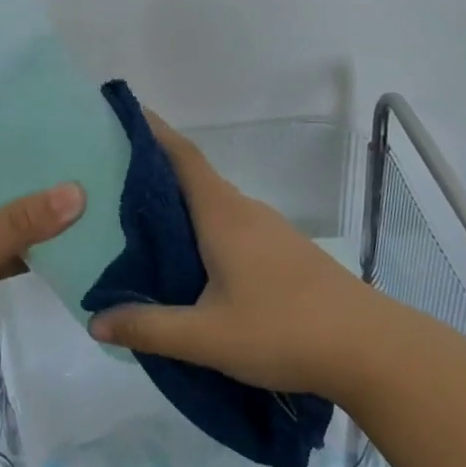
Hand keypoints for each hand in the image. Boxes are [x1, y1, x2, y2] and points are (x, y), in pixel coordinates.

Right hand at [87, 113, 404, 404]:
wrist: (370, 349)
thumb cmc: (283, 330)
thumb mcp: (206, 337)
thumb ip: (149, 328)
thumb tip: (96, 320)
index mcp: (224, 216)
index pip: (183, 157)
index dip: (152, 132)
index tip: (121, 117)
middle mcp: (246, 212)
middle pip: (195, 179)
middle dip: (154, 173)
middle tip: (109, 182)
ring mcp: (271, 232)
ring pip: (214, 207)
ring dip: (179, 207)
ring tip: (139, 226)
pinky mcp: (285, 254)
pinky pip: (231, 229)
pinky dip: (202, 232)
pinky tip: (189, 265)